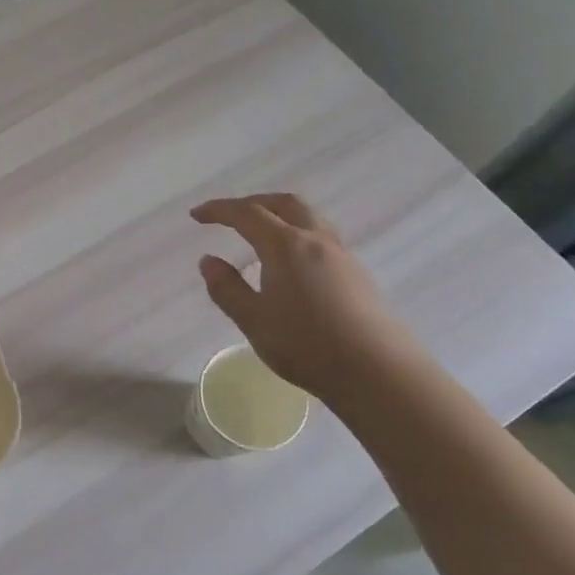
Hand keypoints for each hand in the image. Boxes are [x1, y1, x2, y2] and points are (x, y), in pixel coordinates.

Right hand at [191, 193, 421, 400]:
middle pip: (284, 203)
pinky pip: (321, 236)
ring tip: (259, 234)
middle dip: (253, 202)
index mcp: (285, 246)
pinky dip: (296, 233)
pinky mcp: (356, 273)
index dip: (219, 210)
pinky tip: (289, 261)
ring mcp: (341, 255)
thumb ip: (226, 288)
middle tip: (229, 216)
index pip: (247, 213)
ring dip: (279, 215)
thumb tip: (208, 260)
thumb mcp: (253, 320)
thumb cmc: (307, 345)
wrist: (378, 372)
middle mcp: (316, 240)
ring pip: (308, 217)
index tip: (196, 215)